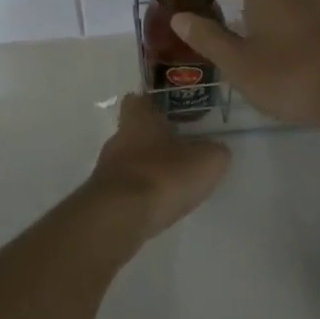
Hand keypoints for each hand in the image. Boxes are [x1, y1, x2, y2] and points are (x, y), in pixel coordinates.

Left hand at [86, 93, 231, 240]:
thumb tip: (216, 150)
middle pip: (135, 132)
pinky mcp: (103, 198)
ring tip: (173, 183)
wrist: (119, 218)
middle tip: (181, 151)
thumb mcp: (207, 161)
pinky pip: (125, 189)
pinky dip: (140, 194)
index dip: (154, 104)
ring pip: (130, 161)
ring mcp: (107, 170)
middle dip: (155, 141)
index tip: (172, 112)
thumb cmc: (163, 176)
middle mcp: (118, 139)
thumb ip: (215, 152)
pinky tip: (158, 205)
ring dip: (148, 170)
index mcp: (139, 119)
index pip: (139, 99)